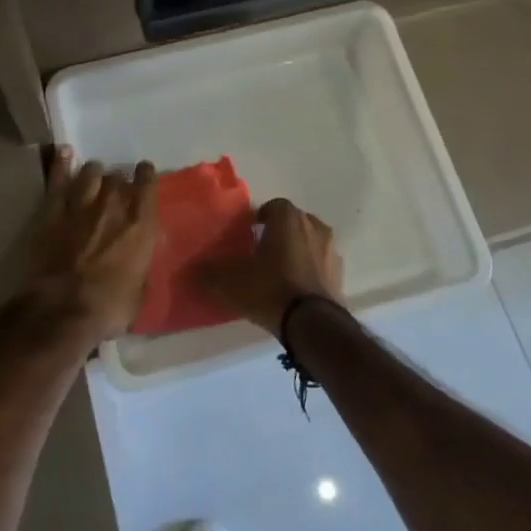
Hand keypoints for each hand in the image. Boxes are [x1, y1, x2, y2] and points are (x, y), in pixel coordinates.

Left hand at [23, 148, 158, 341]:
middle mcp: (114, 207)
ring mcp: (81, 205)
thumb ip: (140, 266)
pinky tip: (65, 154)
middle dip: (117, 182)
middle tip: (114, 189)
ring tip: (92, 175)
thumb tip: (137, 261)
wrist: (63, 310)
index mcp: (141, 226)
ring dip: (94, 173)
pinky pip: (58, 180)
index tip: (144, 173)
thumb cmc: (109, 308)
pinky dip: (62, 165)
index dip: (146, 176)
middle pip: (117, 179)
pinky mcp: (52, 211)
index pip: (147, 186)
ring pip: (90, 173)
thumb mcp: (139, 292)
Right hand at [201, 198, 343, 334]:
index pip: (272, 206)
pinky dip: (309, 271)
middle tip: (261, 252)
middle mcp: (314, 226)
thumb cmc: (270, 289)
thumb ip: (209, 273)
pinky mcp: (340, 275)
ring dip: (296, 252)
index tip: (247, 234)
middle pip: (293, 223)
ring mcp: (331, 250)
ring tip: (279, 273)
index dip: (259, 218)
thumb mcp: (231, 282)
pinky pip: (320, 265)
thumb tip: (190, 270)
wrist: (312, 324)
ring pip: (309, 243)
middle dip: (278, 233)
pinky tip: (295, 290)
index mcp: (288, 218)